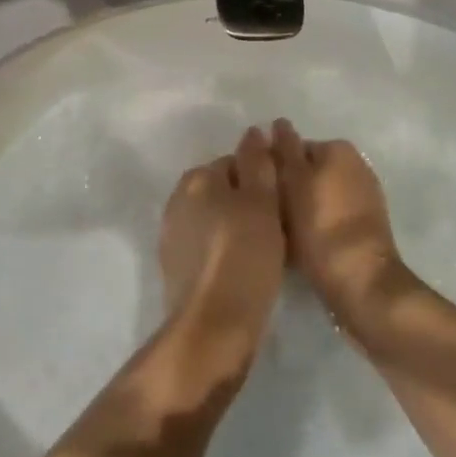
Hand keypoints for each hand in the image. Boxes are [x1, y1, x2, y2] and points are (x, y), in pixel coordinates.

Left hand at [156, 127, 286, 381]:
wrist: (213, 325)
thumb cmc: (245, 255)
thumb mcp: (262, 202)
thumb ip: (258, 163)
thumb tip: (254, 131)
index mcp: (196, 178)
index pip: (236, 163)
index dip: (263, 180)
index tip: (283, 203)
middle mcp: (177, 200)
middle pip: (223, 191)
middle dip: (248, 203)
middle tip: (278, 228)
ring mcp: (172, 235)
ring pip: (215, 219)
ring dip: (237, 228)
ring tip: (266, 251)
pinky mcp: (175, 268)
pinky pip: (207, 247)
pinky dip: (225, 251)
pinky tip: (244, 270)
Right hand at [271, 119, 415, 332]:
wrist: (361, 283)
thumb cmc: (319, 226)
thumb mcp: (292, 181)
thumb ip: (283, 149)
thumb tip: (276, 124)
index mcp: (338, 149)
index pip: (292, 147)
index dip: (270, 167)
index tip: (257, 191)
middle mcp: (356, 166)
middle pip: (306, 172)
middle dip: (286, 188)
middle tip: (264, 213)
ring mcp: (364, 197)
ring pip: (316, 196)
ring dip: (298, 209)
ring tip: (277, 232)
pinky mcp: (365, 228)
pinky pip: (330, 217)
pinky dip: (315, 226)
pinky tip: (300, 246)